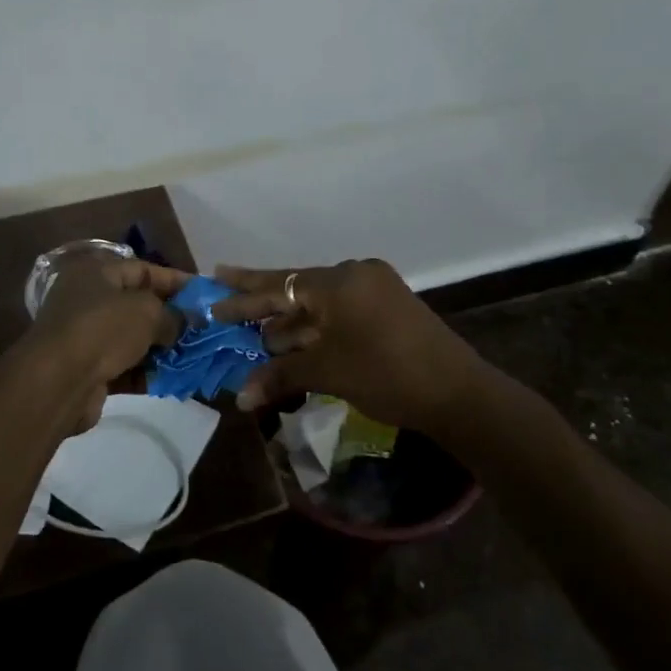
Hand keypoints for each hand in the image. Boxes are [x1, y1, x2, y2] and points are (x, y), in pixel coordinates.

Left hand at [27, 251, 188, 387]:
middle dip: (172, 318)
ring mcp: (87, 337)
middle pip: (138, 305)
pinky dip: (148, 372)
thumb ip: (172, 315)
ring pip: (133, 339)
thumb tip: (186, 323)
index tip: (205, 294)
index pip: (143, 270)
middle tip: (204, 329)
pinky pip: (126, 367)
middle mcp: (89, 301)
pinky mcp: (89, 370)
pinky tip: (175, 379)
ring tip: (195, 356)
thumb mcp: (146, 312)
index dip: (176, 281)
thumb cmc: (102, 329)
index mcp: (96, 273)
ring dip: (162, 348)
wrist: (58, 382)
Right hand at [211, 260, 489, 429]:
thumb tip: (239, 396)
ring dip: (290, 320)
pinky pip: (340, 310)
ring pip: (319, 301)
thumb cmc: (385, 375)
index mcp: (338, 281)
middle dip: (262, 300)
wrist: (457, 393)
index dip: (242, 295)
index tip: (212, 290)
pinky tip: (295, 342)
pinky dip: (317, 326)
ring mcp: (375, 288)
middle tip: (224, 295)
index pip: (278, 285)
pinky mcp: (388, 306)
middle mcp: (355, 274)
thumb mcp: (326, 371)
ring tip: (257, 335)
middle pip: (297, 287)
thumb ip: (280, 374)